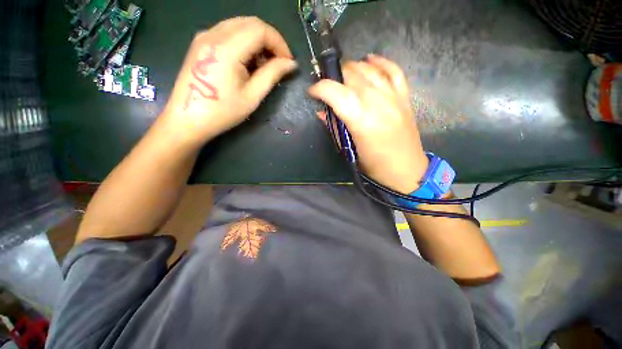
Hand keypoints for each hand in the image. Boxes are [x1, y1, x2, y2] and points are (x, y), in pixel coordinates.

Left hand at [160, 17, 296, 145]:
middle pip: (251, 23)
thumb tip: (291, 64)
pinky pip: (229, 32)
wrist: (188, 119)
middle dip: (270, 40)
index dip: (279, 43)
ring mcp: (204, 36)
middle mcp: (213, 34)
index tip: (288, 62)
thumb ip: (272, 75)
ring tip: (264, 65)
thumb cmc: (223, 112)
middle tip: (279, 63)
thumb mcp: (252, 96)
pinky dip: (245, 42)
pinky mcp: (201, 43)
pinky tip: (248, 61)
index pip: (260, 29)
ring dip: (258, 41)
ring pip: (240, 25)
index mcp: (227, 48)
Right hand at [308, 55, 428, 193]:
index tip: (312, 92)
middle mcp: (377, 102)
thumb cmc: (374, 166)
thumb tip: (322, 113)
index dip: (320, 88)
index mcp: (361, 120)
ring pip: (369, 69)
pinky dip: (380, 62)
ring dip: (352, 68)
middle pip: (352, 75)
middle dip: (334, 76)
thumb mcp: (350, 150)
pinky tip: (369, 59)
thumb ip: (335, 128)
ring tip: (342, 75)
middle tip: (327, 86)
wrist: (407, 171)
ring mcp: (393, 97)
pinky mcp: (404, 97)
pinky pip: (394, 70)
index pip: (336, 92)